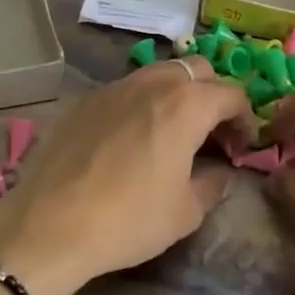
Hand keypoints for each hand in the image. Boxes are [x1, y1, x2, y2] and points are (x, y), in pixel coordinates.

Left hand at [0, 58, 251, 294]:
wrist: (49, 224)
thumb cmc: (129, 219)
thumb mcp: (185, 212)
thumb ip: (212, 184)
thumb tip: (219, 172)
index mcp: (186, 105)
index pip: (231, 93)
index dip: (245, 118)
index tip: (241, 145)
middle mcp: (153, 83)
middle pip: (197, 70)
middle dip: (213, 94)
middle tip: (212, 132)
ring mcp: (115, 86)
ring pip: (159, 72)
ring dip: (177, 93)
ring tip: (173, 131)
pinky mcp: (86, 100)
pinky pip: (127, 88)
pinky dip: (143, 102)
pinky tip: (133, 137)